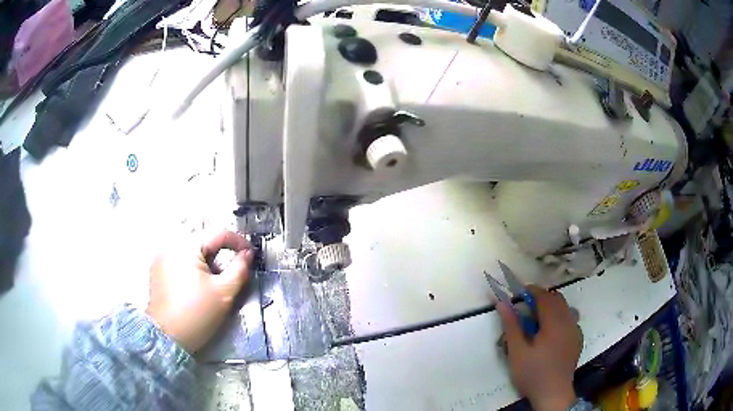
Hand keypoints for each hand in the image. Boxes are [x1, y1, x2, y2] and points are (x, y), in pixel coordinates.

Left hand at [146, 231, 253, 353]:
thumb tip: (247, 254)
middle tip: (234, 269)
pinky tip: (198, 284)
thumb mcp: (224, 292)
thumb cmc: (197, 313)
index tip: (251, 254)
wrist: (167, 337)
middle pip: (204, 240)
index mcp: (187, 245)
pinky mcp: (157, 268)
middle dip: (222, 252)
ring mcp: (162, 256)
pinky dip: (193, 265)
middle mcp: (171, 244)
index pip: (218, 233)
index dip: (238, 241)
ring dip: (207, 259)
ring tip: (216, 279)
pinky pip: (180, 258)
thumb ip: (239, 269)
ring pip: (192, 249)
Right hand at [497, 285, 581, 410]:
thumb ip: (511, 325)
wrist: (553, 393)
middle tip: (525, 308)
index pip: (544, 296)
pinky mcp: (577, 339)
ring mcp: (575, 330)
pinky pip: (570, 319)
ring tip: (536, 321)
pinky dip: (559, 318)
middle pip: (556, 298)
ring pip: (564, 308)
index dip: (531, 291)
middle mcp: (568, 321)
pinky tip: (549, 334)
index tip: (517, 294)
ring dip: (551, 307)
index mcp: (554, 322)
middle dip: (541, 298)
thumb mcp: (517, 351)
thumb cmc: (533, 373)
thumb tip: (502, 303)